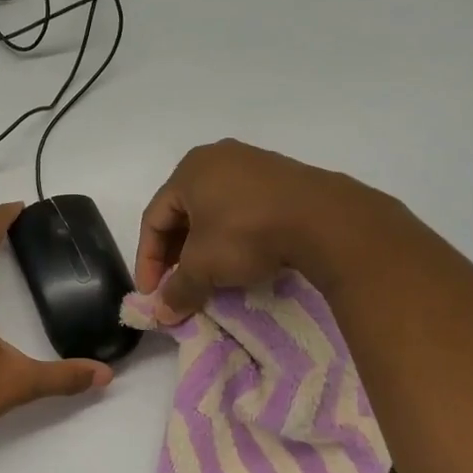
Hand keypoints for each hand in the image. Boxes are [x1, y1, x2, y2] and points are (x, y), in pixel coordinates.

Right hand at [136, 140, 384, 321]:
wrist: (325, 221)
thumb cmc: (246, 233)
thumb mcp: (203, 266)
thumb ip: (178, 289)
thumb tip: (162, 314)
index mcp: (189, 170)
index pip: (154, 219)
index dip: (147, 260)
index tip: (152, 293)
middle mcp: (217, 158)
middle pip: (182, 213)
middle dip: (175, 255)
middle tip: (176, 285)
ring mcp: (253, 164)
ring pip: (213, 212)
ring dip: (203, 247)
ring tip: (206, 277)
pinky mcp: (282, 178)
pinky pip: (243, 209)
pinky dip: (232, 236)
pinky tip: (239, 261)